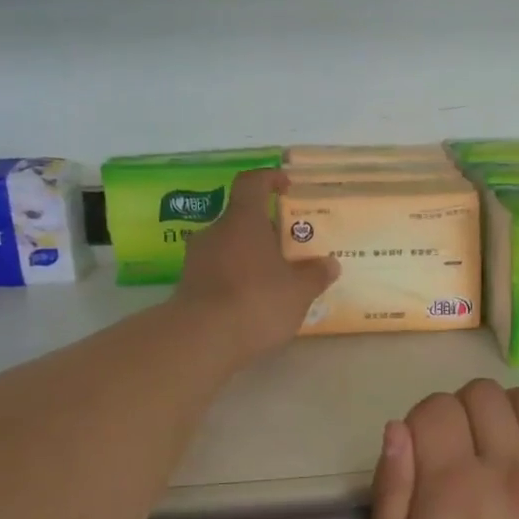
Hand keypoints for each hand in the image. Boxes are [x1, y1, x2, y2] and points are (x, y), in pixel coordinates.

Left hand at [173, 169, 337, 361]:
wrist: (201, 340)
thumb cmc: (256, 301)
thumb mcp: (298, 291)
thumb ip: (315, 275)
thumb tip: (329, 264)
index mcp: (243, 220)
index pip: (252, 182)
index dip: (269, 178)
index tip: (286, 186)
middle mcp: (215, 232)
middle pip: (242, 219)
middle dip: (267, 230)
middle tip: (291, 249)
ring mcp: (197, 259)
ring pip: (229, 247)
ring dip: (251, 257)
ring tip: (276, 280)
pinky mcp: (189, 286)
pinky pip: (218, 272)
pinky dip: (236, 279)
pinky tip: (254, 303)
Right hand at [371, 380, 518, 518]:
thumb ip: (391, 491)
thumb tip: (399, 428)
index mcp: (454, 485)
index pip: (437, 407)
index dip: (425, 421)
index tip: (428, 450)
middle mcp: (510, 468)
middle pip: (484, 393)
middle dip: (466, 412)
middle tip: (467, 451)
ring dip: (517, 414)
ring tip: (512, 448)